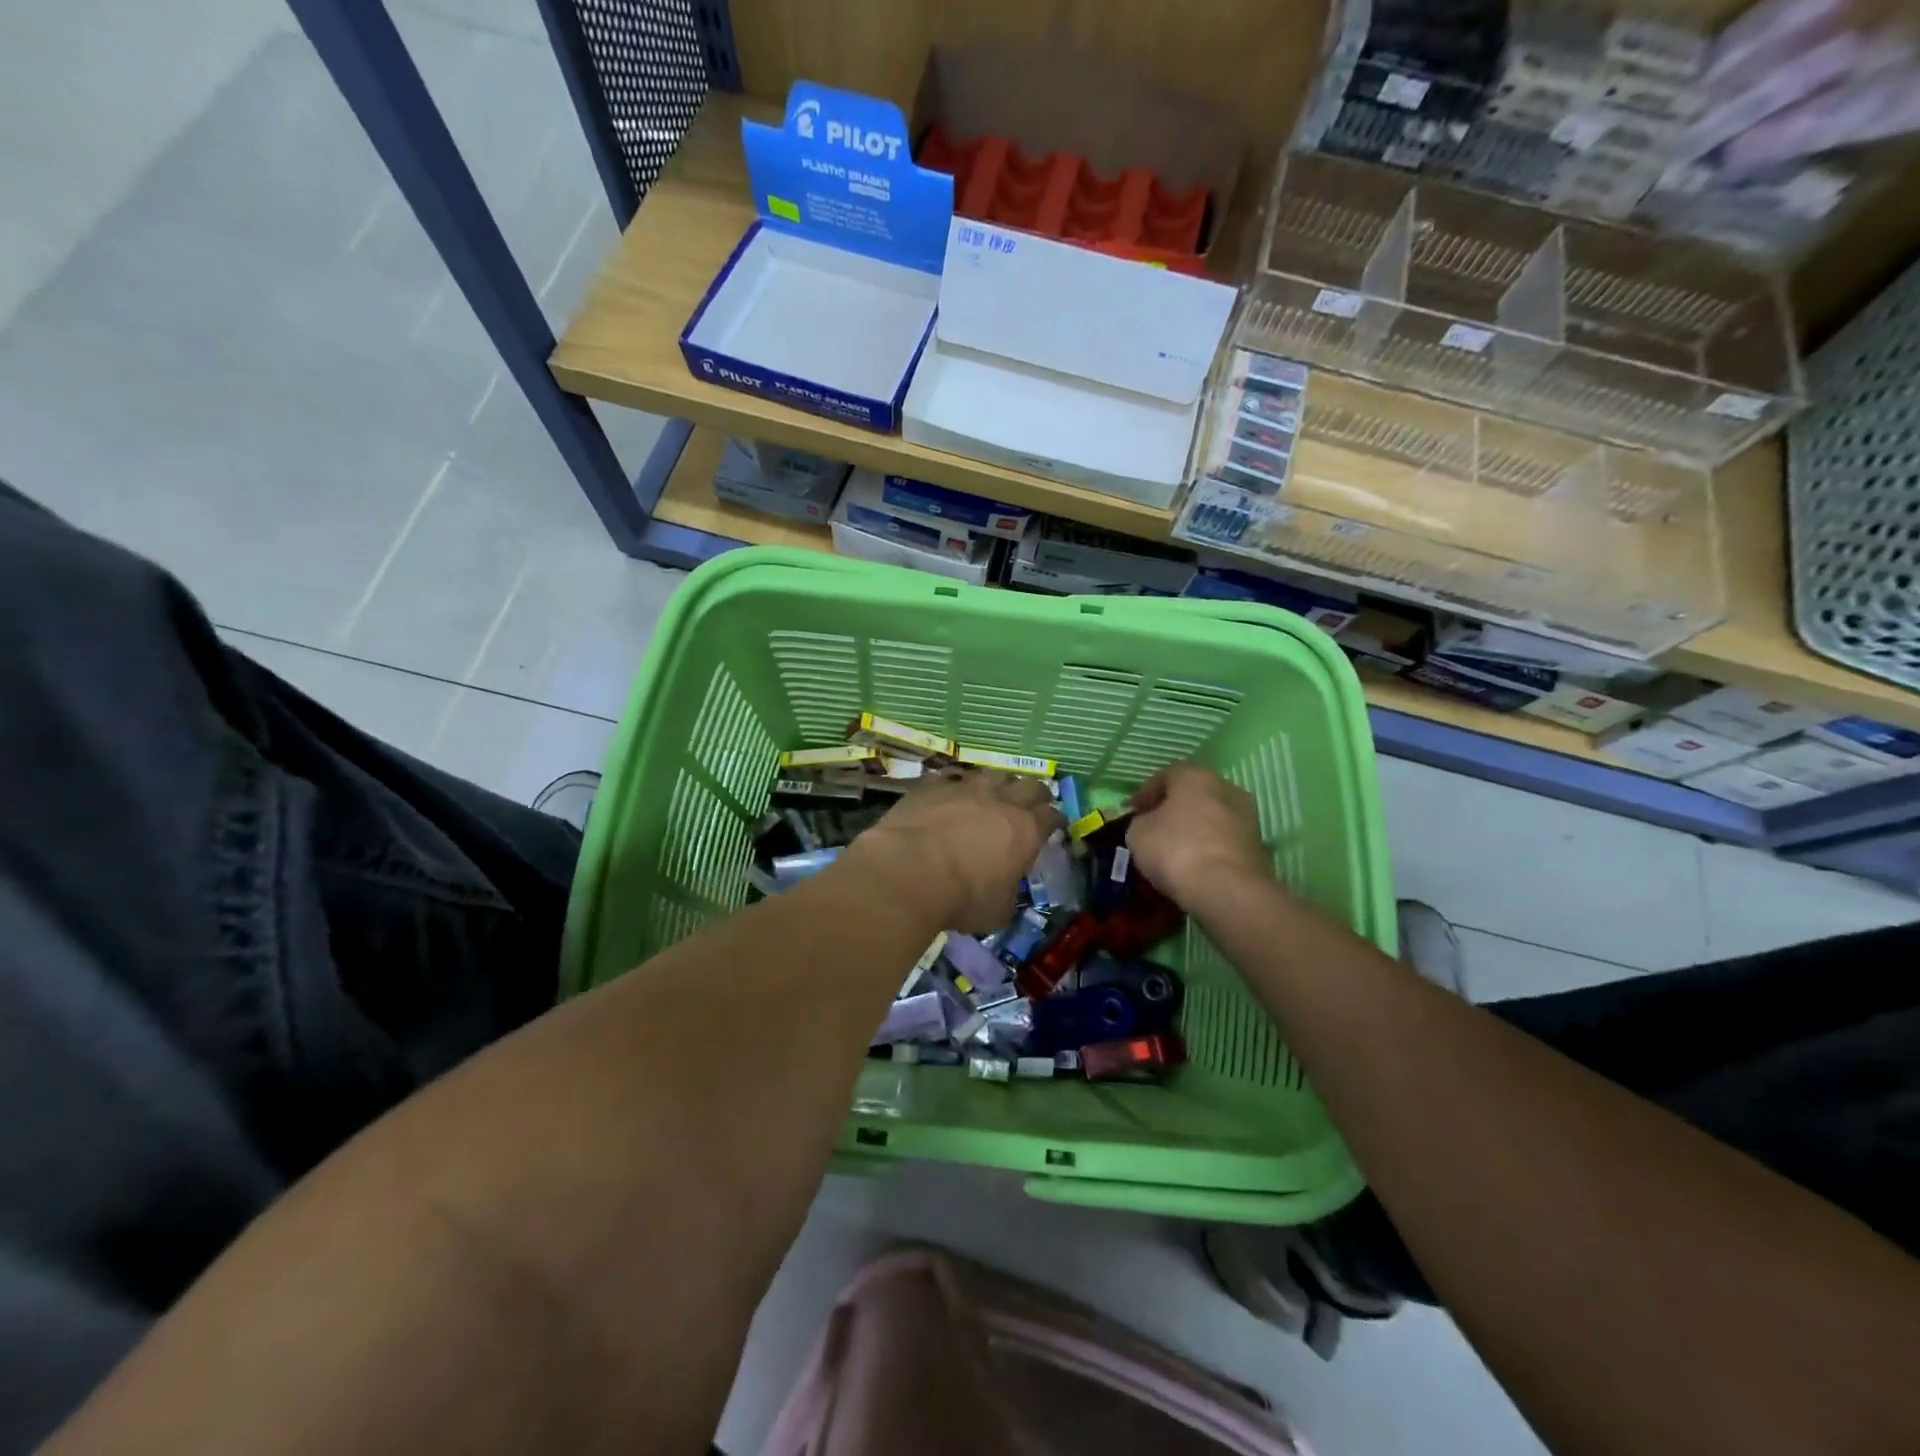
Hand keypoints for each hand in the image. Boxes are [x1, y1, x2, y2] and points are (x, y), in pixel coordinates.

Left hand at [843, 773, 1061, 932]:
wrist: (908, 872)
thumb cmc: (962, 898)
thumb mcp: (998, 911)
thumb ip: (1008, 892)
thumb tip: (1004, 889)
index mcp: (1025, 831)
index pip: (1052, 816)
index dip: (1055, 821)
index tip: (1053, 827)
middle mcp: (1001, 801)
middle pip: (1030, 785)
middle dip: (1035, 794)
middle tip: (1031, 804)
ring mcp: (966, 787)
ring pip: (993, 773)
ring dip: (999, 783)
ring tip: (994, 793)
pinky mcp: (933, 785)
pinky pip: (952, 777)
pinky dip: (957, 785)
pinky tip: (952, 792)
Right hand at [1125, 762, 1270, 911]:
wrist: (1227, 889)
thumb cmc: (1176, 849)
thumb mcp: (1138, 833)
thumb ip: (1140, 822)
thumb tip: (1147, 824)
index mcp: (1195, 776)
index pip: (1164, 776)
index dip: (1143, 795)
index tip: (1130, 812)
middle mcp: (1225, 788)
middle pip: (1192, 795)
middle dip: (1172, 810)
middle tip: (1152, 828)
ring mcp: (1246, 817)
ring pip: (1210, 818)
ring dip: (1193, 830)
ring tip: (1172, 850)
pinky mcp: (1257, 847)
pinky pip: (1222, 841)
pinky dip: (1208, 849)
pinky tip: (1193, 865)